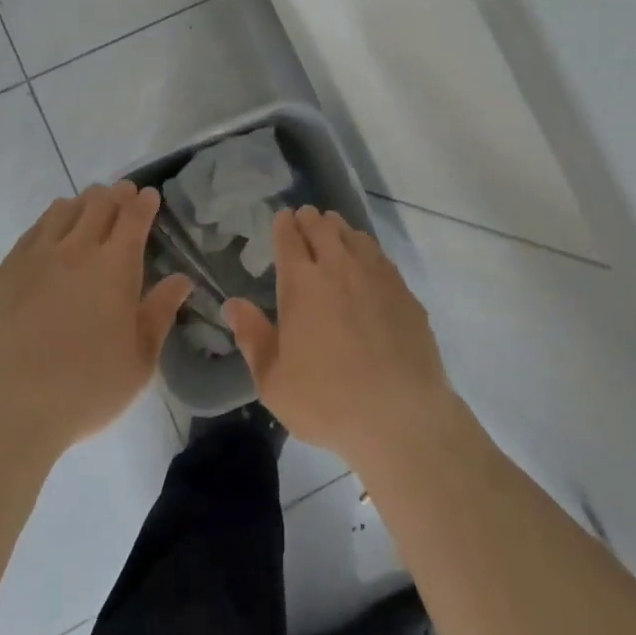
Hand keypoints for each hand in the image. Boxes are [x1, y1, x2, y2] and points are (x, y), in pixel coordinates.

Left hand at [0, 182, 193, 461]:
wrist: (7, 410)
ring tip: (90, 209)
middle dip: (116, 194)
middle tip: (123, 197)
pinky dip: (51, 220)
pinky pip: (33, 230)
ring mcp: (36, 257)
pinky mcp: (5, 271)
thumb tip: (181, 280)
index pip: (134, 216)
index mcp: (115, 266)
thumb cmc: (85, 389)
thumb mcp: (139, 360)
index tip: (149, 196)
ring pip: (64, 209)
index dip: (144, 202)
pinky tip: (53, 231)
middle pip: (99, 203)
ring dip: (83, 203)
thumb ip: (160, 313)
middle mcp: (77, 250)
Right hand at [222, 206, 456, 470]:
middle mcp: (339, 268)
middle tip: (305, 219)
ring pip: (353, 235)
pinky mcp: (403, 290)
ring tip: (333, 232)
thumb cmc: (328, 402)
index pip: (290, 238)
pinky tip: (365, 261)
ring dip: (339, 229)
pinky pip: (379, 255)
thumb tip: (232, 304)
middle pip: (323, 227)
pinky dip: (365, 248)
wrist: (401, 416)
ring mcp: (375, 275)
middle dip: (310, 219)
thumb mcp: (274, 381)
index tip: (282, 219)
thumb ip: (252, 336)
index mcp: (302, 284)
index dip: (284, 225)